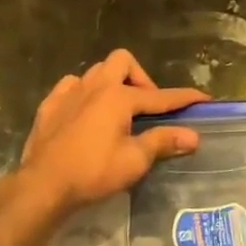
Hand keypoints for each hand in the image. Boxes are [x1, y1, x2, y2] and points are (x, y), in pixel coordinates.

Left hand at [15, 49, 208, 217]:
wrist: (43, 185)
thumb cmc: (92, 173)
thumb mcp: (134, 161)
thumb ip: (162, 142)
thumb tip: (193, 136)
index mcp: (118, 97)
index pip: (159, 96)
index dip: (183, 98)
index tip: (203, 98)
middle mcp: (94, 85)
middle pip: (123, 61)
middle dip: (140, 77)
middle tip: (146, 106)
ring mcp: (68, 92)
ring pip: (96, 71)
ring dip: (112, 82)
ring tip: (118, 109)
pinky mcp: (49, 105)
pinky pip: (71, 86)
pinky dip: (84, 93)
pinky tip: (86, 112)